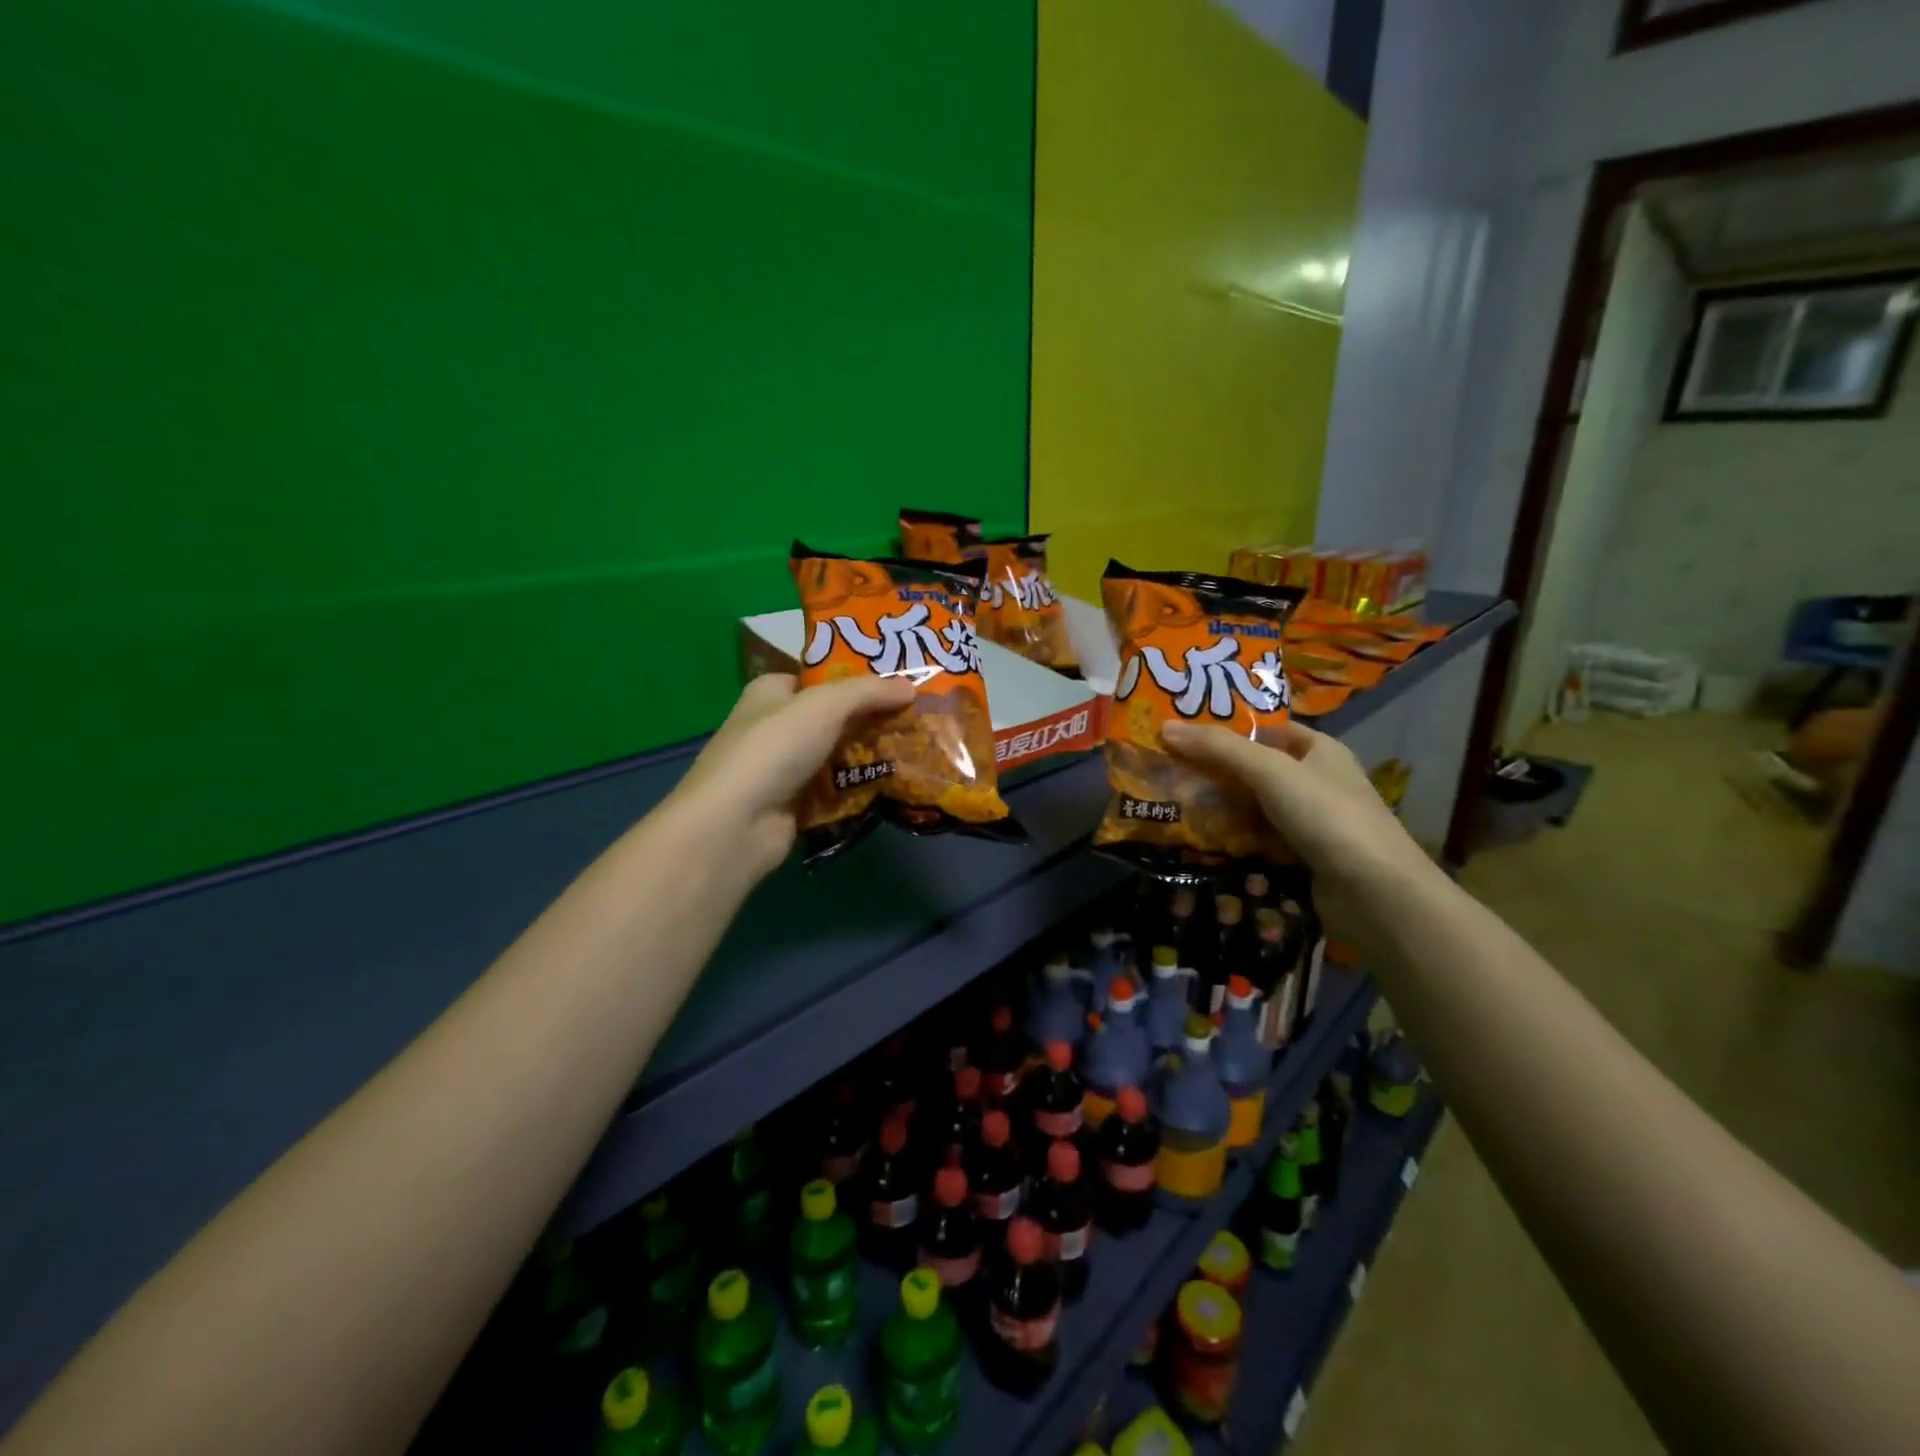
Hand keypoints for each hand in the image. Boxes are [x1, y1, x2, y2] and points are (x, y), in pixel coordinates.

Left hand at [669, 672, 916, 875]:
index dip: (856, 677)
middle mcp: (775, 726)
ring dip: (871, 754)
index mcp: (772, 692)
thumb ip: (869, 692)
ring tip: (917, 748)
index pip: (818, 677)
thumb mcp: (825, 705)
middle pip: (833, 716)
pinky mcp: (795, 804)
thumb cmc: (775, 748)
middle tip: (918, 716)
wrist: (737, 823)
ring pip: (838, 754)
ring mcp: (784, 768)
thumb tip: (911, 686)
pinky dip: (860, 787)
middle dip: (872, 717)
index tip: (898, 681)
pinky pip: (837, 789)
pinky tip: (896, 784)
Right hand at [1160, 718, 1433, 894]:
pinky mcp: (1303, 859)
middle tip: (1168, 770)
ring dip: (1220, 808)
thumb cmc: (1326, 816)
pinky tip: (1201, 840)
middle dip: (1215, 771)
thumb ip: (1219, 748)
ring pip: (1254, 808)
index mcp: (1320, 751)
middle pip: (1255, 769)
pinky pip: (1259, 841)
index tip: (1184, 732)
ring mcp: (1311, 823)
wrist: (1375, 894)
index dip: (1228, 728)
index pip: (1267, 730)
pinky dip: (1233, 840)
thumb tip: (1165, 726)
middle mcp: (1317, 782)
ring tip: (1174, 804)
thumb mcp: (1269, 771)